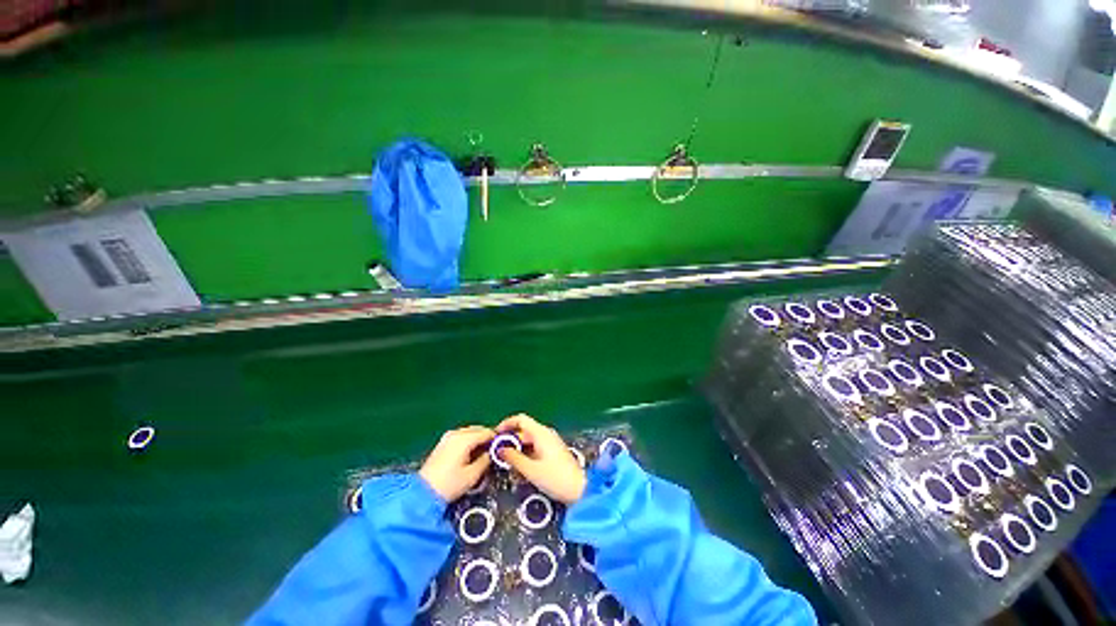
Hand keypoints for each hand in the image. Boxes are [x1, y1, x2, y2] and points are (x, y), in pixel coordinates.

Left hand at [419, 426, 493, 501]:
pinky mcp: (443, 443)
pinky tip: (470, 454)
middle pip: (478, 429)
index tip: (503, 448)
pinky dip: (469, 442)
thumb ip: (486, 460)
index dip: (496, 439)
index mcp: (464, 438)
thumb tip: (493, 453)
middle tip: (493, 452)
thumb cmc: (449, 484)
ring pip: (470, 432)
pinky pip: (462, 437)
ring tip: (482, 454)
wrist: (422, 494)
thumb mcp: (473, 475)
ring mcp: (448, 437)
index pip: (487, 432)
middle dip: (487, 438)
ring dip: (478, 440)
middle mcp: (456, 433)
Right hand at [495, 414, 586, 503]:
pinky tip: (520, 466)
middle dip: (510, 439)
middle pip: (524, 430)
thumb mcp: (531, 470)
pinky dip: (525, 453)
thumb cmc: (555, 478)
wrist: (580, 489)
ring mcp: (550, 442)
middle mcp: (546, 433)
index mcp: (541, 433)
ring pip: (529, 440)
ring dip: (517, 448)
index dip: (506, 423)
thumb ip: (514, 458)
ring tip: (506, 462)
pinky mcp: (553, 451)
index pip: (521, 419)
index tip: (495, 435)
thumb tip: (500, 449)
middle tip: (497, 453)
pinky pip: (535, 446)